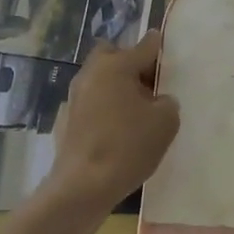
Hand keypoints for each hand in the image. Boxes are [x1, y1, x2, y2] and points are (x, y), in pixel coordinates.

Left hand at [44, 30, 180, 212]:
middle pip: (112, 55)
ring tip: (134, 111)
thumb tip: (159, 100)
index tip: (166, 48)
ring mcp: (74, 96)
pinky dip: (102, 109)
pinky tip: (113, 130)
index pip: (144, 46)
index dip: (158, 47)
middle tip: (148, 84)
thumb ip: (168, 102)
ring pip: (99, 79)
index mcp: (116, 65)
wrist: (82, 187)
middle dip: (129, 63)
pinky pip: (89, 103)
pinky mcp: (65, 120)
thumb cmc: (128, 147)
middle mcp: (91, 73)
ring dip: (115, 87)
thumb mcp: (165, 122)